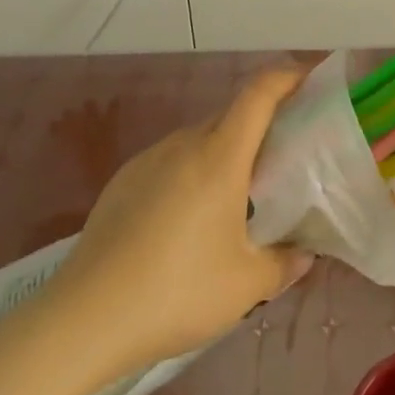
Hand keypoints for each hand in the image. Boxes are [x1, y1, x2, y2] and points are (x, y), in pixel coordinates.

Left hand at [50, 67, 314, 374]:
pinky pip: (171, 160)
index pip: (259, 92)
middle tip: (283, 158)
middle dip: (262, 124)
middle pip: (231, 115)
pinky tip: (188, 220)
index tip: (309, 81)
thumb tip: (304, 254)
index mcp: (220, 156)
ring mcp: (149, 159)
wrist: (84, 318)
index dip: (287, 76)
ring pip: (200, 139)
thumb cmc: (176, 292)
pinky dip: (192, 172)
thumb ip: (284, 264)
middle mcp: (184, 144)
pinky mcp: (123, 180)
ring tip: (237, 197)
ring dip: (225, 152)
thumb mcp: (245, 286)